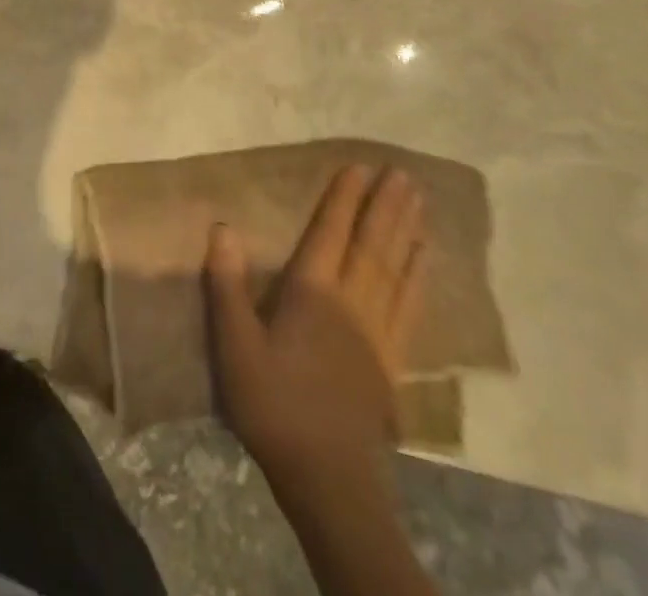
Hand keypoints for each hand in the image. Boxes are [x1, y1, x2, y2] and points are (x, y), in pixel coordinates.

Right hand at [205, 165, 427, 492]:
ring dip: (407, 232)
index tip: (359, 166)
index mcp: (312, 294)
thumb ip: (227, 285)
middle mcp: (351, 303)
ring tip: (420, 202)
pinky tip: (425, 260)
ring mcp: (378, 332)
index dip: (344, 198)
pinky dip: (419, 276)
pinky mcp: (392, 359)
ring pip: (397, 270)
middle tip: (403, 173)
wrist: (329, 481)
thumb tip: (222, 226)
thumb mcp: (235, 348)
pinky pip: (411, 305)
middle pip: (372, 245)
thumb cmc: (274, 407)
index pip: (330, 233)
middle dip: (386, 206)